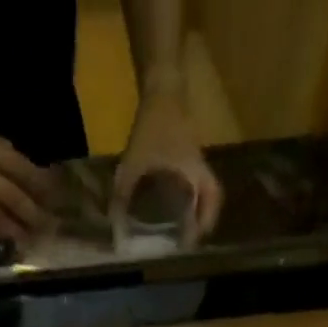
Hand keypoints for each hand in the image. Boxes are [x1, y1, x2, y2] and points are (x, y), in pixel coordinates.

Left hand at [113, 87, 221, 242]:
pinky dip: (188, 192)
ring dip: (197, 205)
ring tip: (183, 223)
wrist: (161, 86)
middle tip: (191, 235)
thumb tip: (115, 220)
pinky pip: (192, 177)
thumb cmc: (153, 125)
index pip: (212, 197)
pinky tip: (173, 200)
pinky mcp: (186, 150)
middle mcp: (199, 165)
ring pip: (202, 186)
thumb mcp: (134, 162)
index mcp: (194, 170)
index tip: (196, 239)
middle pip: (211, 195)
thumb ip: (123, 192)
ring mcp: (194, 156)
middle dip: (204, 216)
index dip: (207, 220)